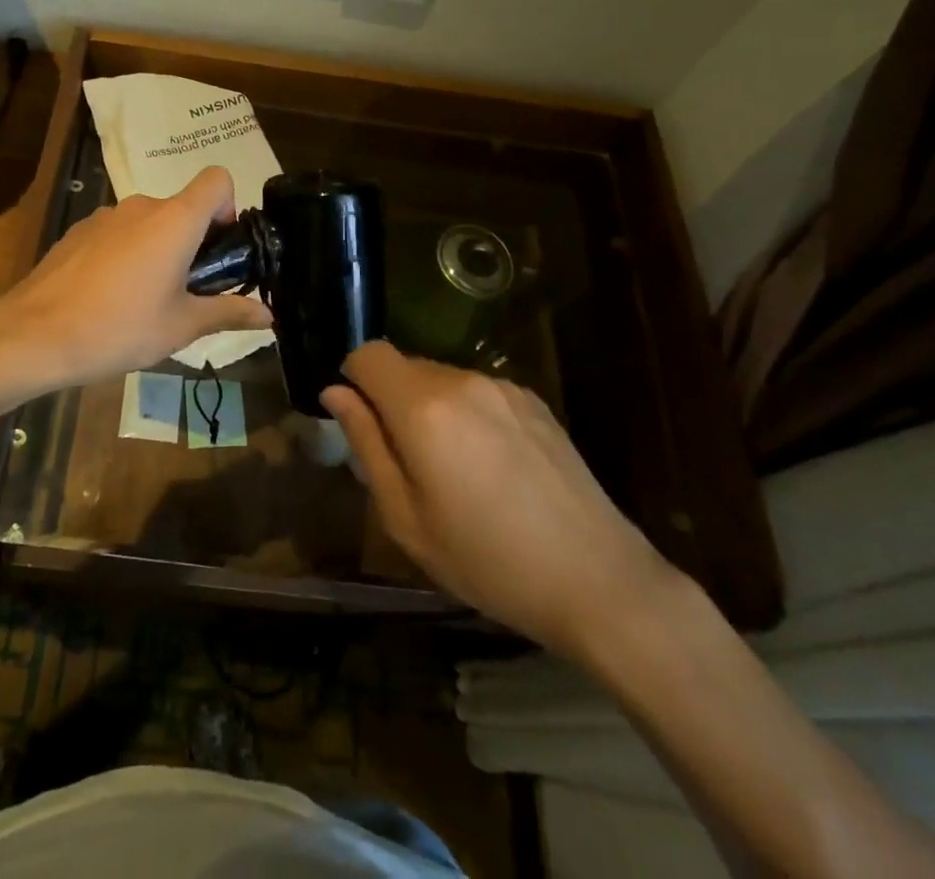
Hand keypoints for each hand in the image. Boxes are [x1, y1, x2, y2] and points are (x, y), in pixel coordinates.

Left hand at [0, 166, 272, 386]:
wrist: (33, 335)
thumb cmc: (119, 328)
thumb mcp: (181, 327)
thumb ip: (227, 313)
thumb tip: (269, 315)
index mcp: (175, 220)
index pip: (217, 179)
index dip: (228, 206)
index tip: (219, 249)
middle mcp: (141, 206)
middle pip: (182, 207)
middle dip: (193, 242)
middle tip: (186, 292)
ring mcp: (105, 216)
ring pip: (148, 223)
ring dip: (157, 250)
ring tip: (144, 300)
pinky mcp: (78, 231)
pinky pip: (118, 234)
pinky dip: (125, 254)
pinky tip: (108, 297)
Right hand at [323, 342, 677, 656]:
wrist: (598, 580)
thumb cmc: (488, 560)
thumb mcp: (406, 517)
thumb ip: (366, 444)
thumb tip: (335, 393)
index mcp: (423, 407)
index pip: (368, 354)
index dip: (353, 380)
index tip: (361, 423)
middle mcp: (461, 381)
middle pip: (405, 366)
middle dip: (391, 400)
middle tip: (406, 464)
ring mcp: (502, 387)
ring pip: (441, 379)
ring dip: (430, 408)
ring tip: (454, 471)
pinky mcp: (534, 401)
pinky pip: (477, 392)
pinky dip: (466, 414)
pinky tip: (492, 467)